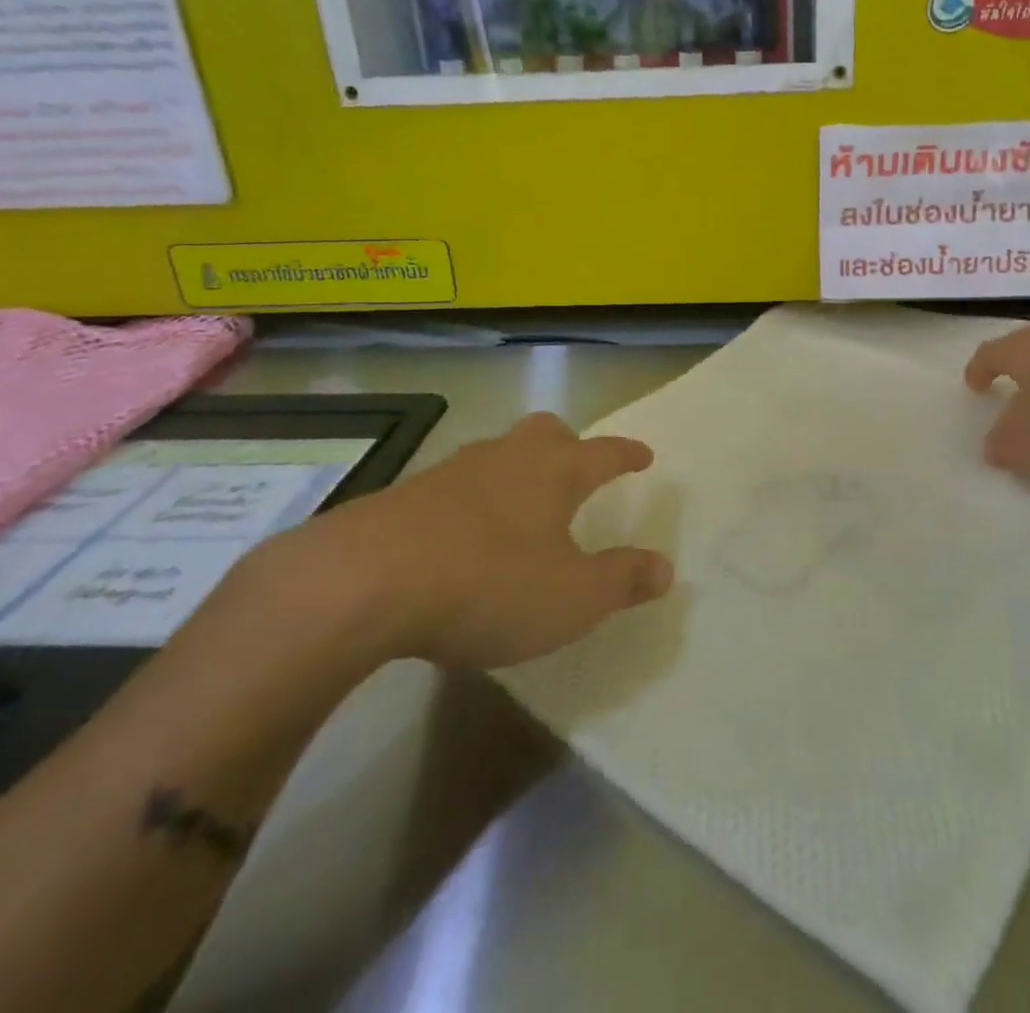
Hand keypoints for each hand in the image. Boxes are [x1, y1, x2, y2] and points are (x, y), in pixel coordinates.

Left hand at [270, 413, 672, 669]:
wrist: (364, 582)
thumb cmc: (489, 584)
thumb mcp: (572, 597)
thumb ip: (622, 580)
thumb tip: (665, 567)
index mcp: (554, 473)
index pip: (604, 453)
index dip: (627, 454)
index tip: (644, 454)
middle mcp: (507, 458)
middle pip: (545, 432)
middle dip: (569, 443)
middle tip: (578, 463)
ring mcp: (452, 472)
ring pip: (498, 452)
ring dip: (517, 468)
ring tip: (521, 499)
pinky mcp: (405, 496)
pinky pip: (455, 484)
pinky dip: (473, 497)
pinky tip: (463, 531)